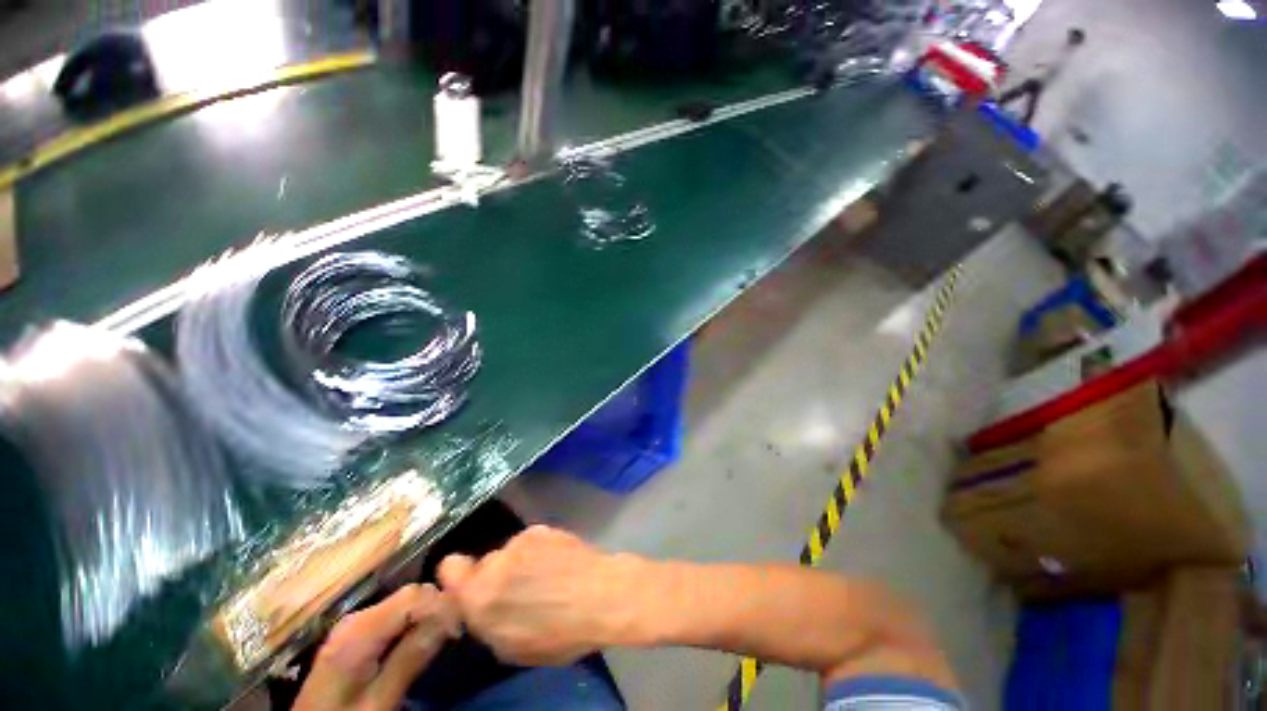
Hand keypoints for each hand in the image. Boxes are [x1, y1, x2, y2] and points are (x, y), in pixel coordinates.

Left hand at [294, 583, 459, 710]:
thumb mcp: (378, 702)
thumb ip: (409, 659)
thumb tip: (449, 618)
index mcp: (359, 630)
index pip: (415, 594)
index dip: (442, 604)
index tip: (460, 628)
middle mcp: (356, 617)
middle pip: (410, 595)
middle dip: (437, 608)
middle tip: (454, 634)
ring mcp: (354, 624)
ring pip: (405, 603)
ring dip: (427, 616)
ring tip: (442, 637)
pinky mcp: (356, 633)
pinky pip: (394, 615)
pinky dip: (413, 623)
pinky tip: (420, 640)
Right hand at [438, 525, 641, 665]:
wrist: (601, 595)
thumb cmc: (558, 634)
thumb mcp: (511, 648)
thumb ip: (486, 622)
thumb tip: (480, 608)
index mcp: (479, 594)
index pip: (448, 568)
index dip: (458, 578)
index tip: (472, 589)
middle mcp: (496, 560)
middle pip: (484, 562)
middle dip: (495, 576)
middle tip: (518, 590)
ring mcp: (522, 539)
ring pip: (511, 552)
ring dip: (519, 564)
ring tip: (546, 578)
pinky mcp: (544, 527)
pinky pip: (532, 542)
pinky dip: (539, 551)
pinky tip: (558, 564)